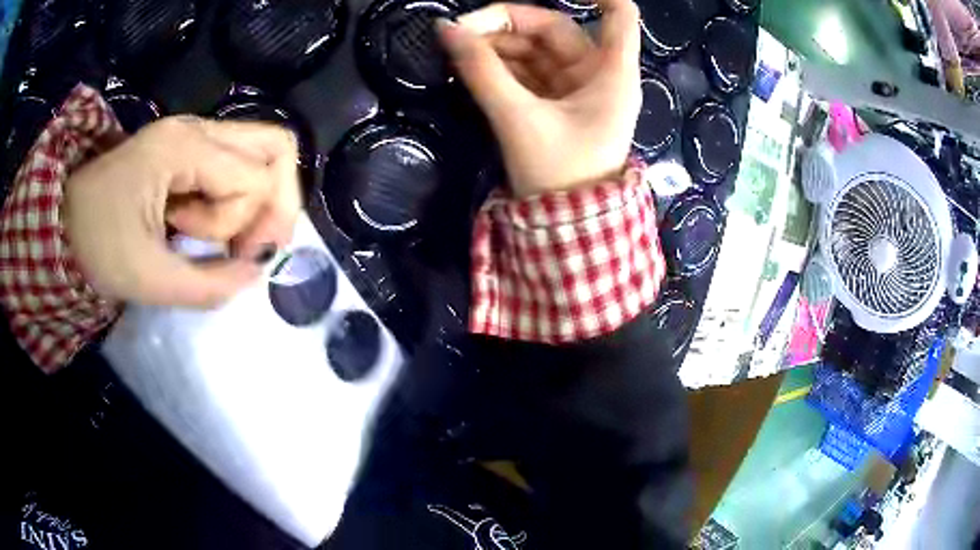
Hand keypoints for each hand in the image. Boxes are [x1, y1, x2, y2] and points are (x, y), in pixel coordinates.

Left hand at [64, 116, 299, 307]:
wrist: (62, 223)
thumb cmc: (97, 246)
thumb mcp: (150, 279)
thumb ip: (209, 284)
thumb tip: (256, 274)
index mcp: (182, 148)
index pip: (254, 178)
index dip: (256, 224)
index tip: (236, 261)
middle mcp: (195, 128)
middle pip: (275, 147)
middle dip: (275, 201)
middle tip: (252, 243)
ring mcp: (191, 133)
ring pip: (260, 153)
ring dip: (251, 200)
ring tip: (215, 233)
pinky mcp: (185, 148)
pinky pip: (235, 163)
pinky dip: (235, 197)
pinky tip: (205, 221)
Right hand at [437, 0, 640, 197]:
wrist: (567, 231)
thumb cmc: (559, 176)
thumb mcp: (519, 120)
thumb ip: (482, 72)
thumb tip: (447, 30)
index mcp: (611, 73)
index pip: (619, 14)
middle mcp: (597, 74)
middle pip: (555, 29)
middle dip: (507, 25)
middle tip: (460, 32)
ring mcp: (575, 89)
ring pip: (536, 50)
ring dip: (498, 46)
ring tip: (458, 52)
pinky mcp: (556, 104)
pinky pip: (528, 72)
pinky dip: (501, 67)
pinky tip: (472, 66)